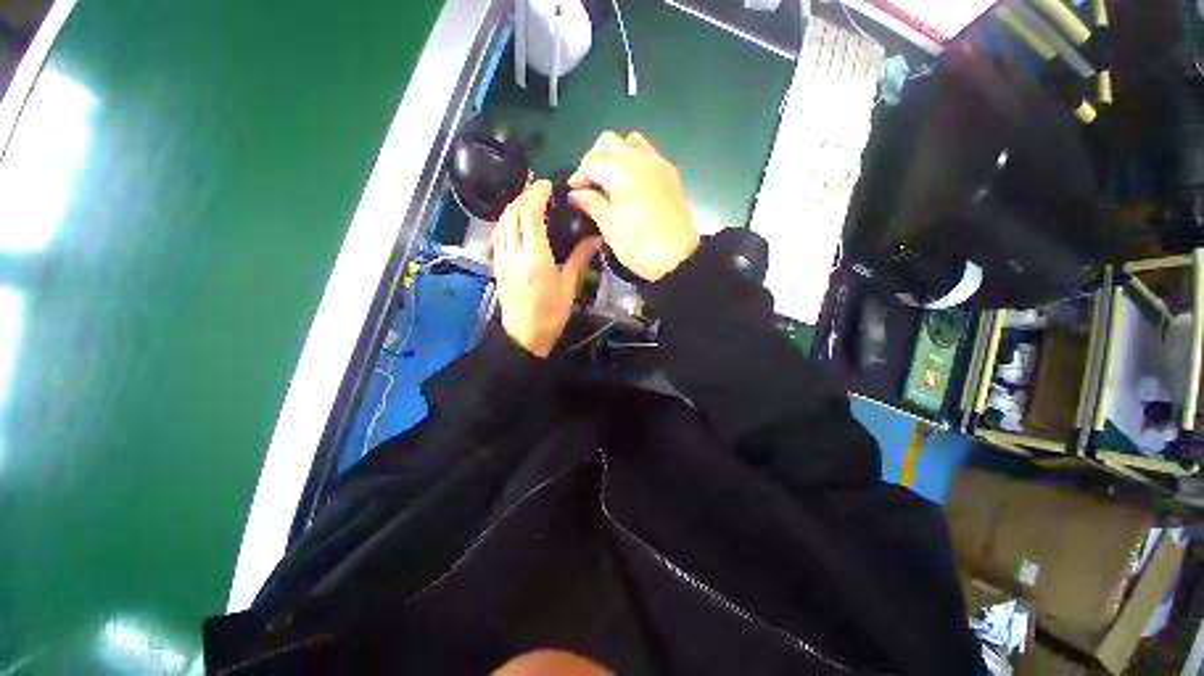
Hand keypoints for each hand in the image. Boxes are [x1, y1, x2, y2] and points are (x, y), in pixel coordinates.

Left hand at [492, 180, 601, 356]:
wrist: (523, 336)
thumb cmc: (550, 315)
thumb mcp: (568, 287)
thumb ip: (579, 259)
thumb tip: (595, 239)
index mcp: (534, 258)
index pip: (530, 216)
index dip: (536, 196)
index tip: (546, 184)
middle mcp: (514, 254)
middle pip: (511, 215)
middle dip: (523, 196)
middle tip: (537, 188)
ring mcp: (502, 259)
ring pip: (501, 223)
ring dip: (512, 206)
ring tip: (526, 200)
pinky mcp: (498, 266)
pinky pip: (498, 235)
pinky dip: (505, 221)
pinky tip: (515, 222)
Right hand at [568, 131, 698, 281]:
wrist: (679, 259)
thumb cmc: (640, 246)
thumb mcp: (610, 227)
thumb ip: (591, 203)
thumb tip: (576, 193)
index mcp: (622, 171)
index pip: (592, 160)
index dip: (579, 175)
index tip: (575, 193)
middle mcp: (641, 159)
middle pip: (610, 142)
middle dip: (595, 158)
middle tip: (591, 184)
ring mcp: (659, 164)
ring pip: (632, 143)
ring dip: (616, 155)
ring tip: (611, 182)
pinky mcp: (671, 175)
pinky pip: (648, 155)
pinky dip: (634, 162)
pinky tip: (631, 187)